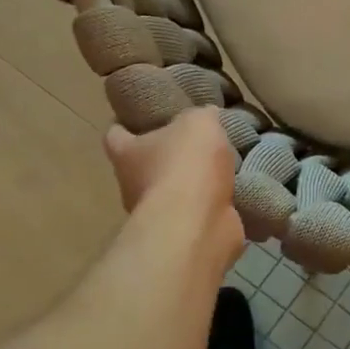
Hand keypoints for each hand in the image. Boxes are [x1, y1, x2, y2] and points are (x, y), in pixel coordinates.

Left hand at [103, 109, 242, 268]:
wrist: (198, 224)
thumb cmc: (186, 165)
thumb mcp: (198, 122)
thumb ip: (201, 115)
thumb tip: (208, 117)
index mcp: (126, 153)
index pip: (115, 134)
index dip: (127, 123)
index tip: (145, 116)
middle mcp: (133, 184)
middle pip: (146, 164)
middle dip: (168, 154)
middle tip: (197, 139)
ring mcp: (157, 213)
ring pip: (174, 190)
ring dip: (194, 182)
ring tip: (223, 165)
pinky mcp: (183, 233)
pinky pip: (198, 211)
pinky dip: (213, 203)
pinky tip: (235, 190)